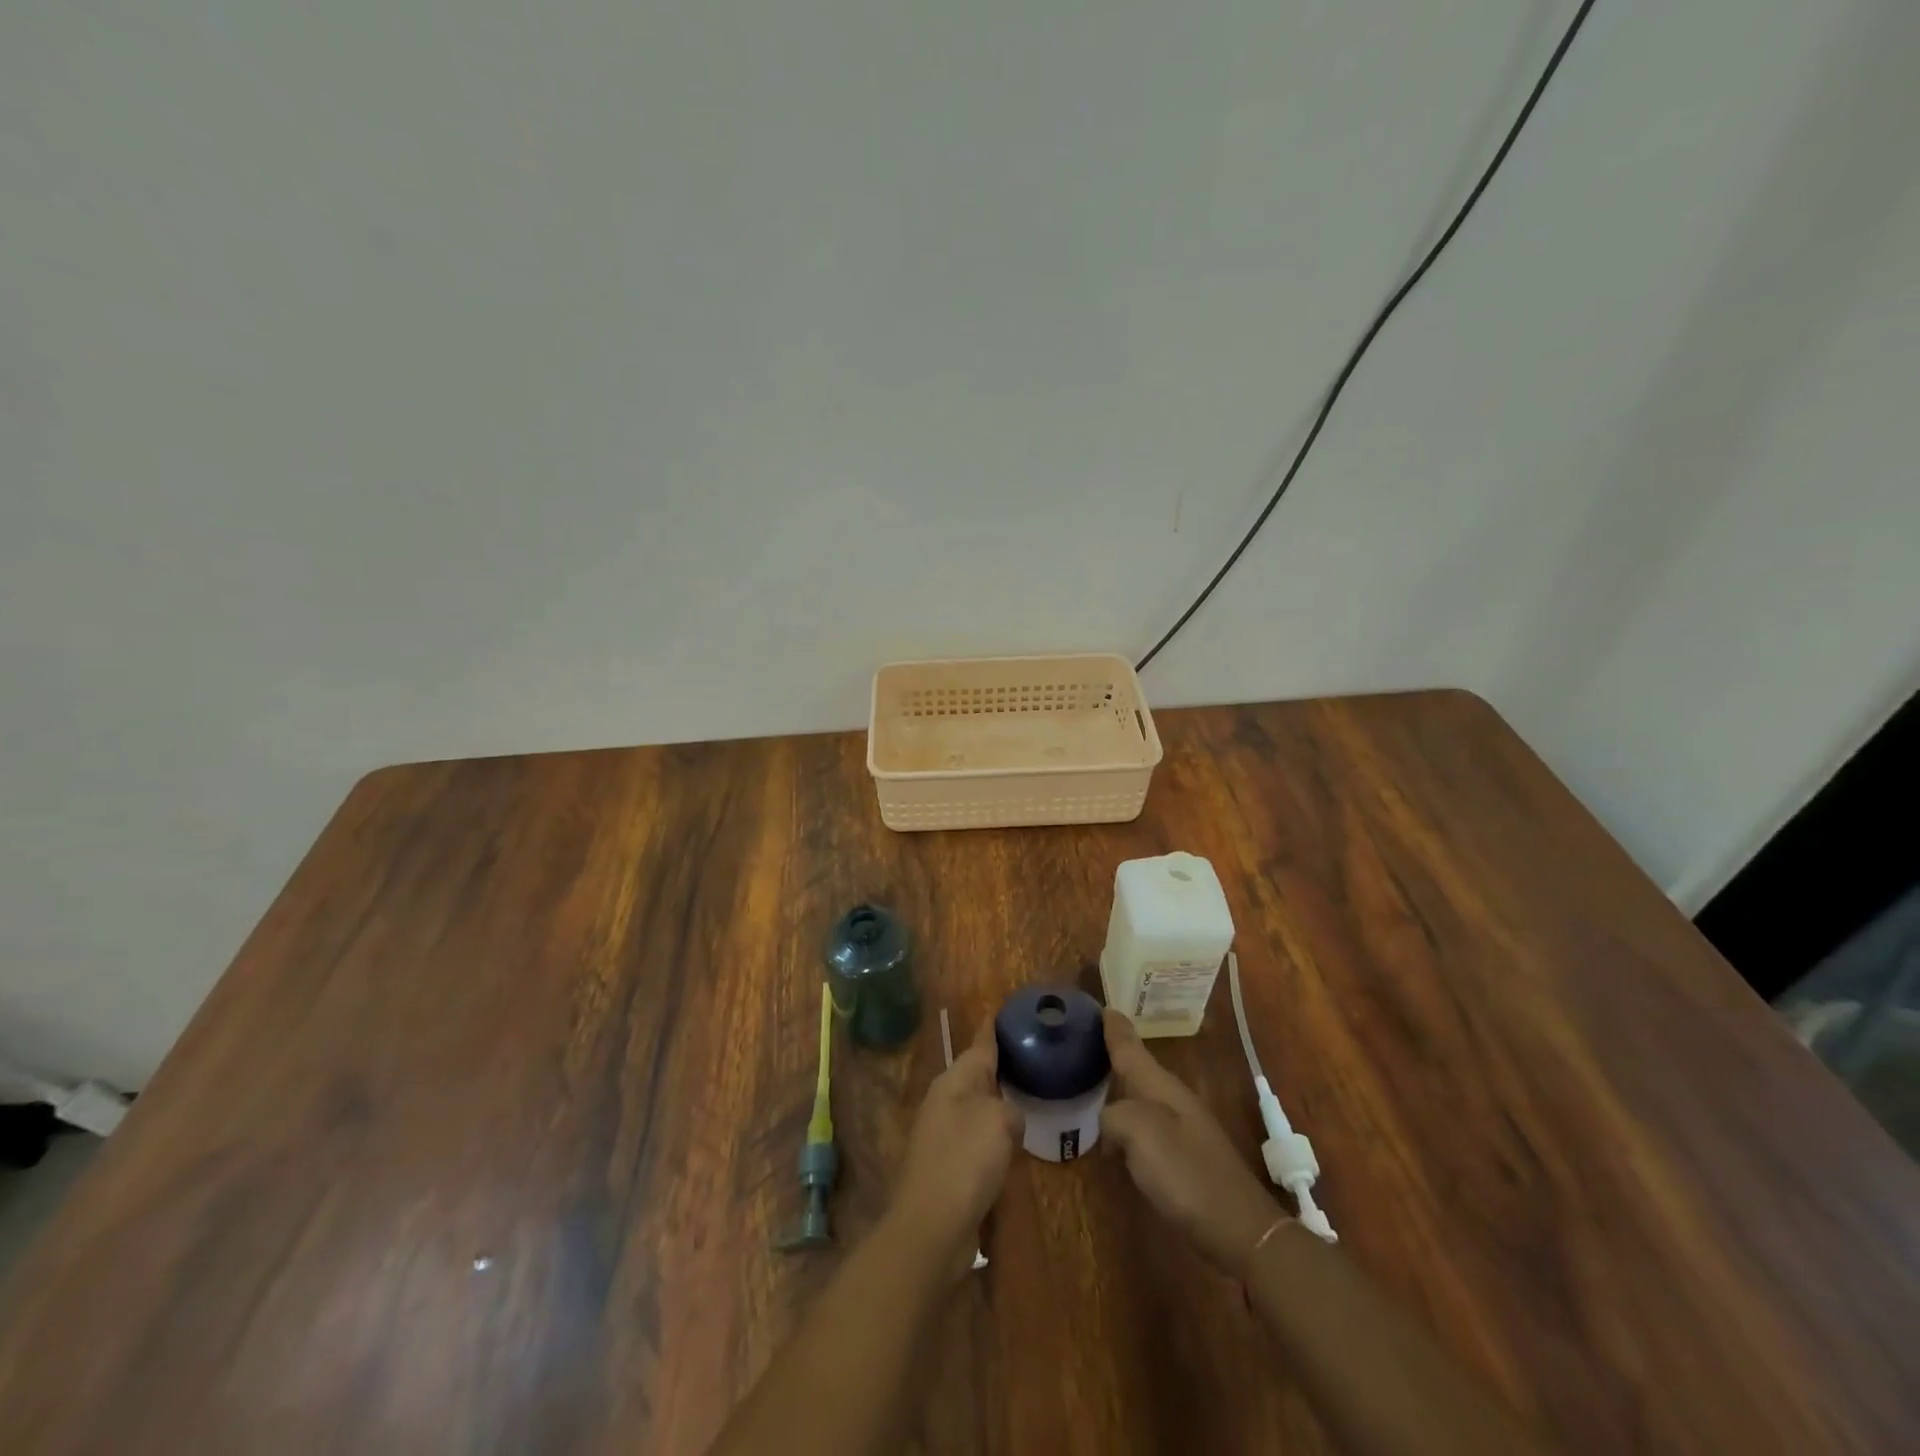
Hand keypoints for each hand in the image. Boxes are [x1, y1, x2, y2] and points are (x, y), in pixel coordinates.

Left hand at [890, 1022, 1021, 1254]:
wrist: (932, 1226)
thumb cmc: (965, 1161)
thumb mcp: (998, 1122)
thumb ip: (1010, 1108)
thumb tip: (1009, 1117)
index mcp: (954, 1081)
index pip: (980, 1045)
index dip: (996, 1029)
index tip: (1010, 1012)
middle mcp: (945, 1101)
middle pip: (978, 1075)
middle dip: (1003, 1067)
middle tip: (1035, 1057)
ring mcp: (944, 1135)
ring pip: (979, 1108)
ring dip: (1001, 1103)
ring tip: (1032, 1096)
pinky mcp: (949, 1166)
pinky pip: (978, 1139)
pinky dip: (996, 1136)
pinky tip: (1015, 1142)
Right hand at [1100, 1009, 1284, 1275]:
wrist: (1241, 1231)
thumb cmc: (1188, 1175)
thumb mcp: (1141, 1134)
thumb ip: (1114, 1116)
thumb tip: (1108, 1122)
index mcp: (1161, 1086)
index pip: (1131, 1047)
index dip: (1114, 1028)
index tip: (1100, 1007)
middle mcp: (1172, 1100)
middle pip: (1136, 1069)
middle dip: (1113, 1054)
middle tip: (1083, 1044)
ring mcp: (1181, 1130)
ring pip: (1140, 1098)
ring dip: (1118, 1089)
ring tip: (1090, 1085)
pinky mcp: (1183, 1159)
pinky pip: (1145, 1128)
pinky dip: (1125, 1124)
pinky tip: (1113, 1138)